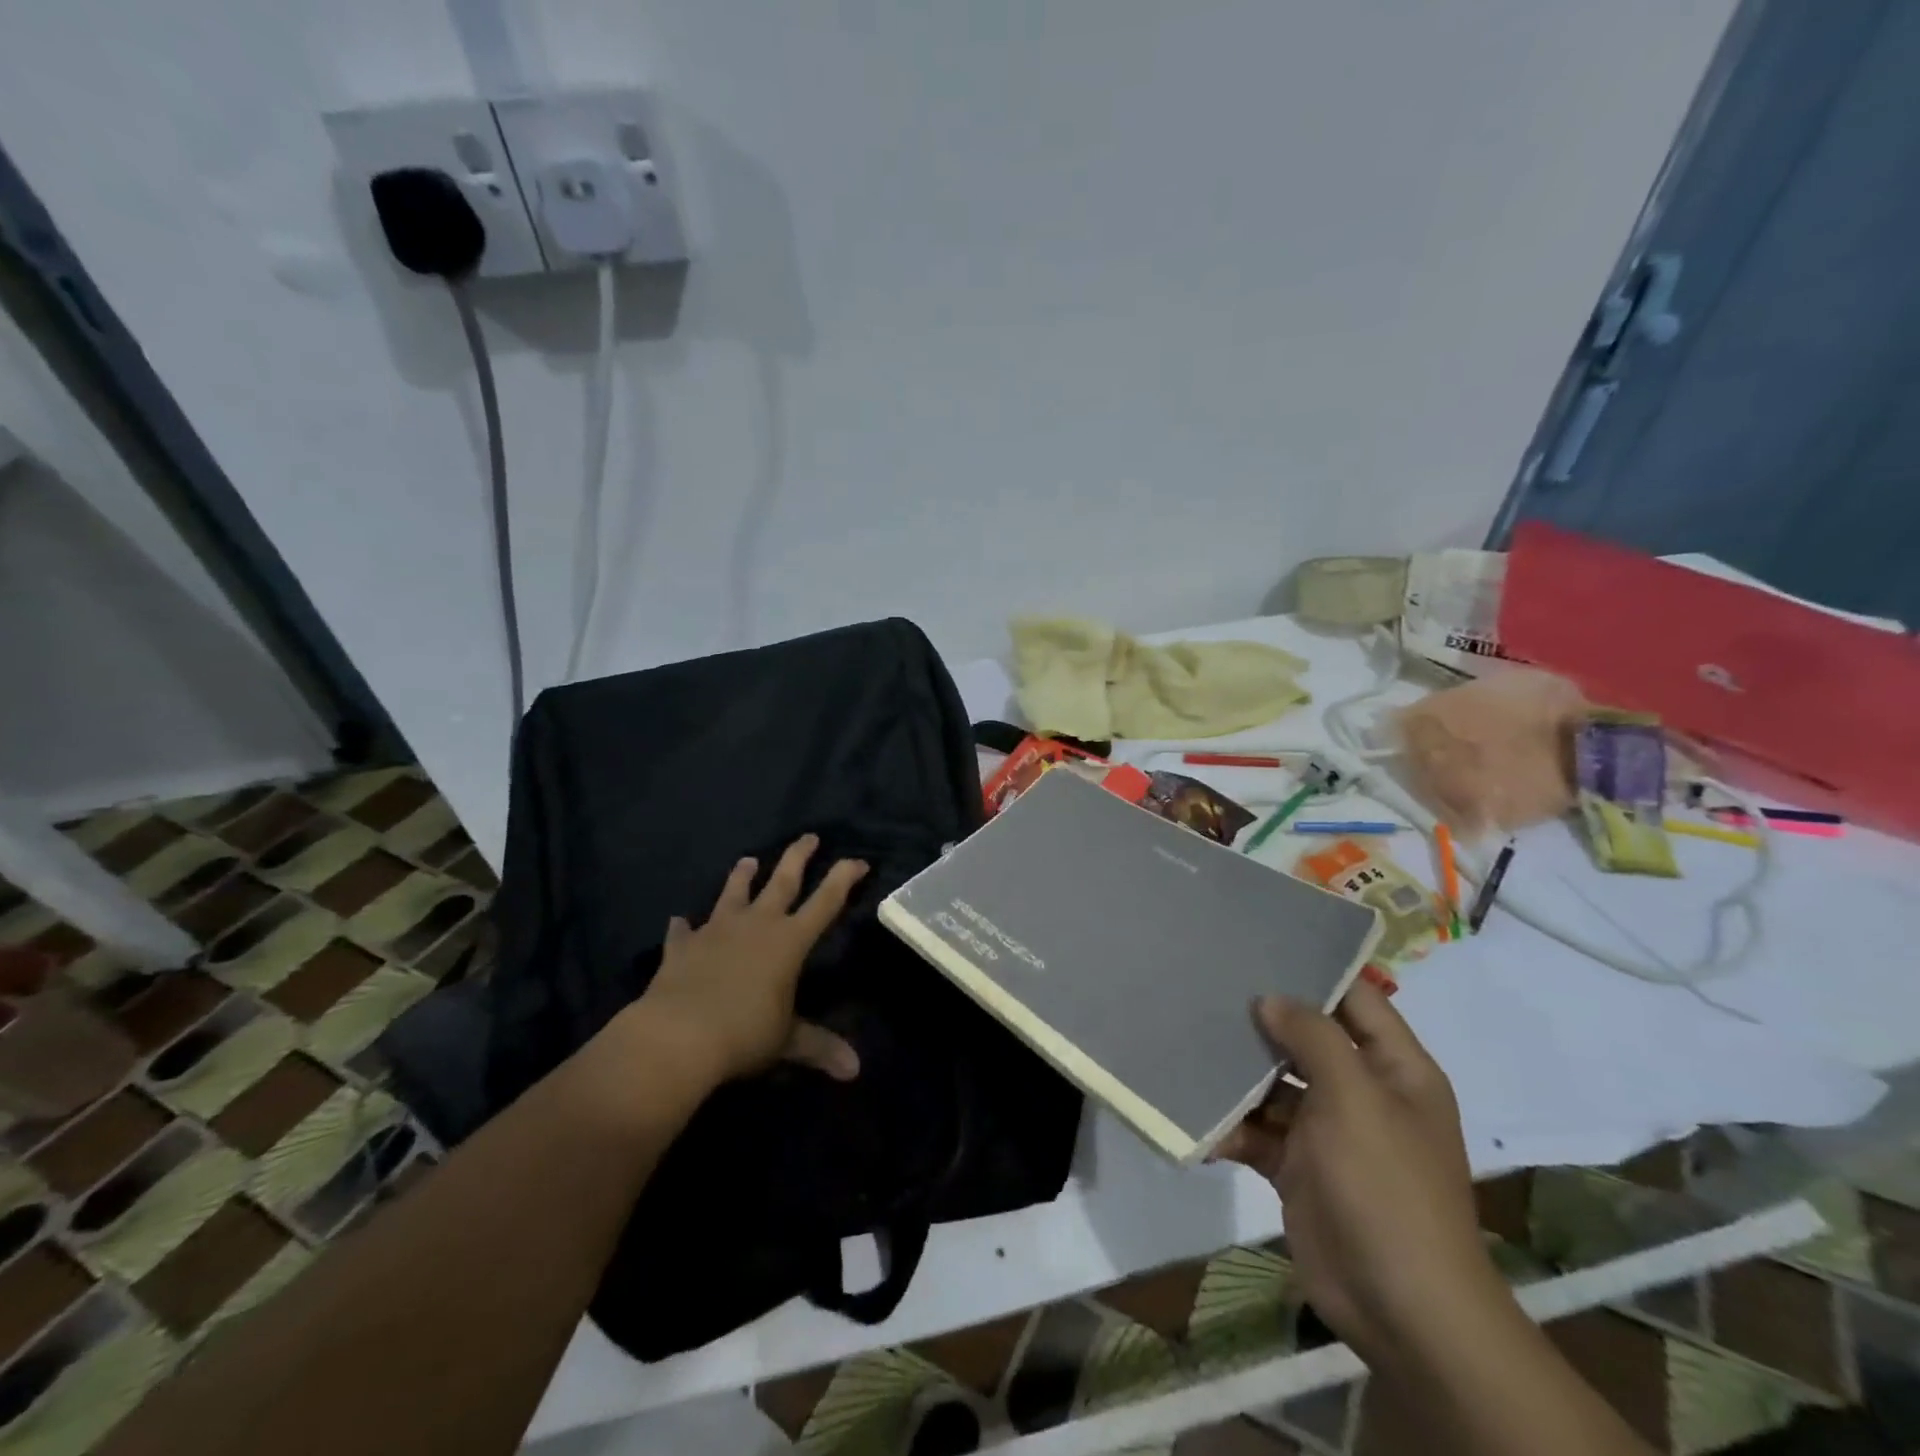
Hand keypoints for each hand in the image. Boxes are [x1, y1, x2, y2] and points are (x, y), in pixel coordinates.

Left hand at [635, 835, 868, 1086]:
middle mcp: (756, 925)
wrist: (677, 1035)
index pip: (825, 902)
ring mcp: (716, 931)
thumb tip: (855, 1071)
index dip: (844, 878)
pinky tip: (679, 921)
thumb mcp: (786, 1040)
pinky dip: (684, 927)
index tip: (858, 861)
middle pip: (782, 881)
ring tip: (747, 860)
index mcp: (789, 941)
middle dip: (798, 857)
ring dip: (741, 876)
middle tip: (809, 836)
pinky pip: (684, 932)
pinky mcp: (682, 947)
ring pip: (733, 893)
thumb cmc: (743, 1033)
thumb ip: (819, 1047)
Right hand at [1216, 981, 1502, 1364]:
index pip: (1357, 998)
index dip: (1316, 969)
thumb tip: (1270, 999)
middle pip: (1307, 1038)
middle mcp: (1362, 1091)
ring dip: (1237, 1073)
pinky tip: (1194, 1117)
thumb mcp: (1355, 1098)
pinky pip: (1257, 1131)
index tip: (1261, 942)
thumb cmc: (1386, 1186)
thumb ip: (1313, 1037)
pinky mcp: (1297, 1166)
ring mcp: (1328, 1131)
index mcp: (1394, 1068)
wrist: (1400, 1308)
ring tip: (1187, 1040)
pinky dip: (1229, 1126)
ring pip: (1275, 1084)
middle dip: (1262, 1018)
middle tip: (1206, 984)